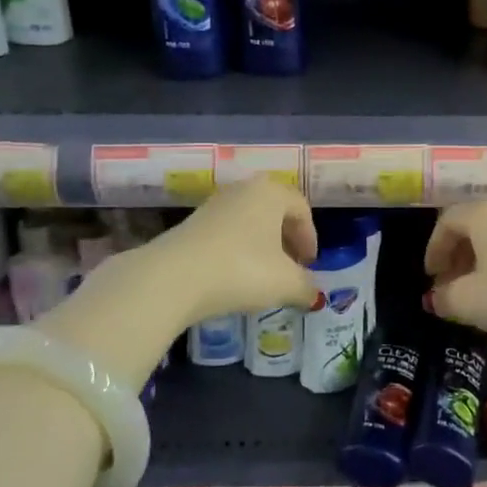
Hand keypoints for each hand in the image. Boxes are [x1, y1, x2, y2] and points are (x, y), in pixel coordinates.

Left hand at [39, 179, 316, 388]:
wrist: (173, 278)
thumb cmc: (242, 270)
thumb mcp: (286, 283)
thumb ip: (306, 287)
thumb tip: (314, 296)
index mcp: (271, 192)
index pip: (301, 208)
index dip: (310, 238)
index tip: (309, 265)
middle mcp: (243, 190)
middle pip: (274, 211)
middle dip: (286, 240)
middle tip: (291, 268)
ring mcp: (213, 205)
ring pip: (249, 222)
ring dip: (261, 246)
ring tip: (263, 276)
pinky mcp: (190, 224)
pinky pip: (226, 233)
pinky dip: (237, 250)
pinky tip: (234, 276)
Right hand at [424, 202, 486, 353]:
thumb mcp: (471, 302)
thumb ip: (445, 297)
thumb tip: (436, 297)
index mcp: (482, 213)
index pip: (446, 221)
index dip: (433, 249)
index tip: (430, 276)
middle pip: (471, 225)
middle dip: (455, 255)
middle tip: (448, 284)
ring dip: (479, 260)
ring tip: (475, 290)